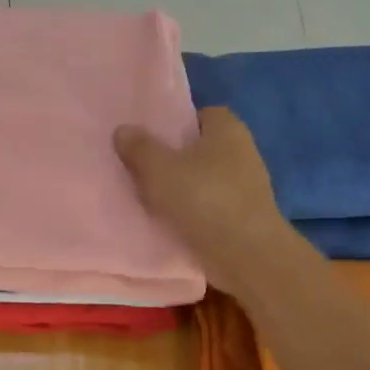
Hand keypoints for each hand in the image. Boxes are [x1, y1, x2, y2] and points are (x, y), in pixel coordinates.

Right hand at [114, 107, 296, 296]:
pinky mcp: (244, 216)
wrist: (246, 254)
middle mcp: (242, 151)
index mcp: (228, 129)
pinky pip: (211, 205)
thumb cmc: (204, 199)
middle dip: (175, 157)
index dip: (176, 124)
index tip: (151, 140)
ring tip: (150, 197)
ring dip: (182, 187)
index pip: (201, 114)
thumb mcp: (160, 169)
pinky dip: (193, 211)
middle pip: (201, 148)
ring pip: (204, 178)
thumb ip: (139, 148)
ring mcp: (247, 186)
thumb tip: (123, 130)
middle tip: (143, 168)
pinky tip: (170, 221)